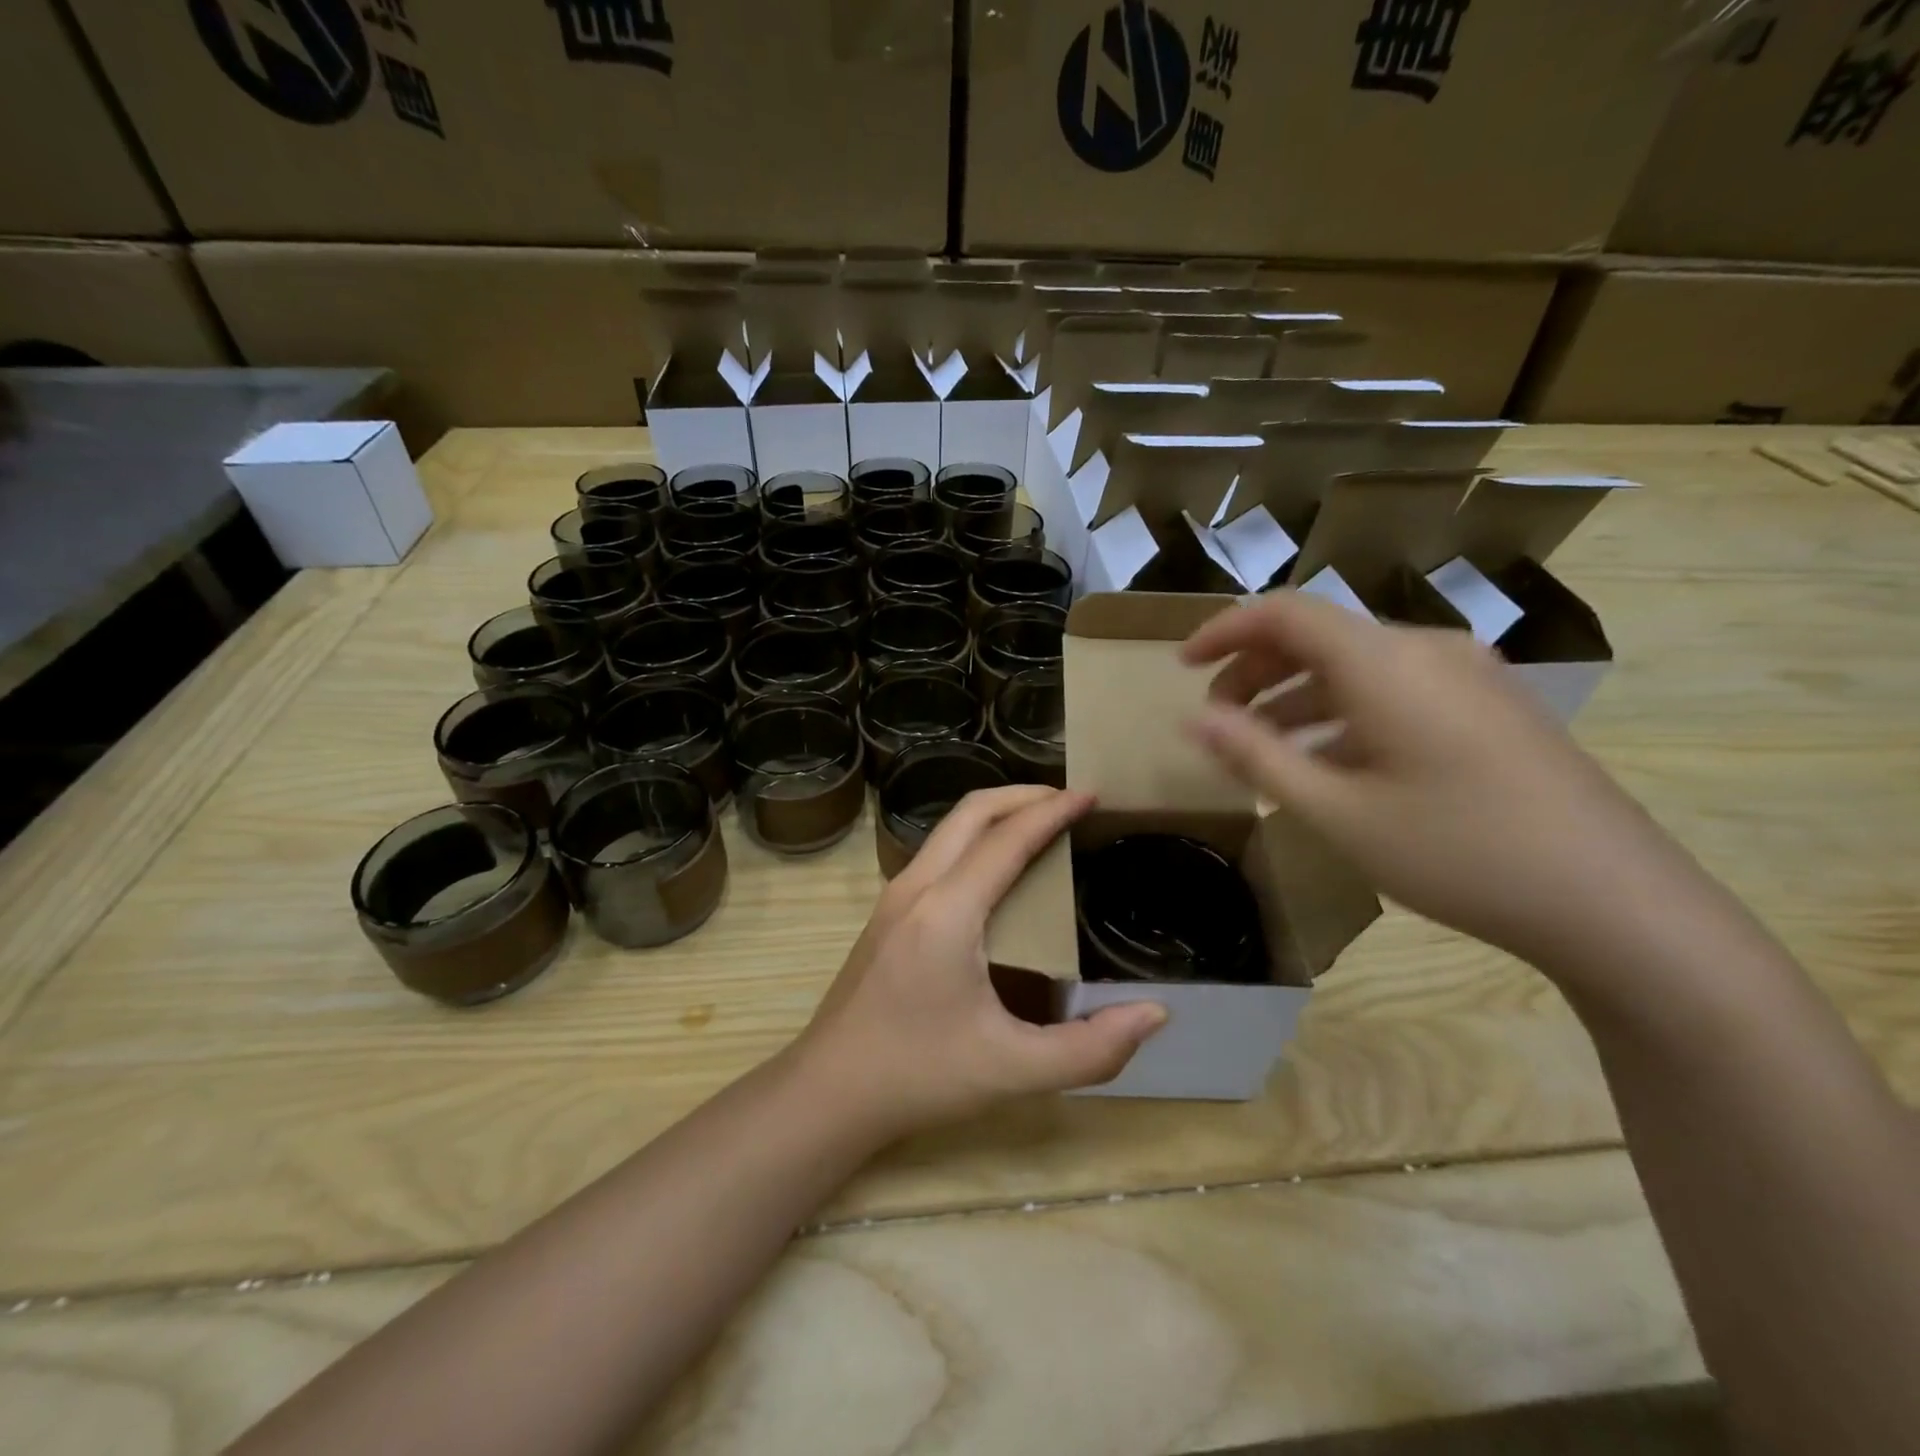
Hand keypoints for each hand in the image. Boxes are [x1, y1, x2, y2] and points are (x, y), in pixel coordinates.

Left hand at [793, 786, 1166, 1139]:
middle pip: (972, 812)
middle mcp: (917, 888)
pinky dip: (976, 839)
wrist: (828, 1092)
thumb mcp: (1013, 1071)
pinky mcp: (886, 913)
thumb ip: (1090, 1050)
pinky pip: (938, 852)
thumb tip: (1154, 1014)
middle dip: (1024, 795)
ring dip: (997, 814)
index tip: (1092, 794)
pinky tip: (998, 872)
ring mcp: (894, 897)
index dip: (1052, 810)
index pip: (1007, 839)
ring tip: (1042, 827)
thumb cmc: (919, 1076)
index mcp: (947, 912)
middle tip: (1070, 802)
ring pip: (949, 828)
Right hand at [1180, 591, 1692, 973]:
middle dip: (1256, 669)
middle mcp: (1427, 651)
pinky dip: (1344, 712)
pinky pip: (1396, 689)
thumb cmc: (1458, 853)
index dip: (1224, 630)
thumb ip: (1257, 756)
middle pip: (1320, 635)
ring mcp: (1469, 676)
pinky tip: (1332, 762)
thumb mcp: (1337, 811)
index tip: (1182, 667)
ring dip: (1298, 695)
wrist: (1617, 904)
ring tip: (1263, 747)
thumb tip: (1194, 720)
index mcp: (1385, 663)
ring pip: (1358, 666)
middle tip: (1218, 719)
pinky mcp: (1492, 707)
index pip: (1285, 612)